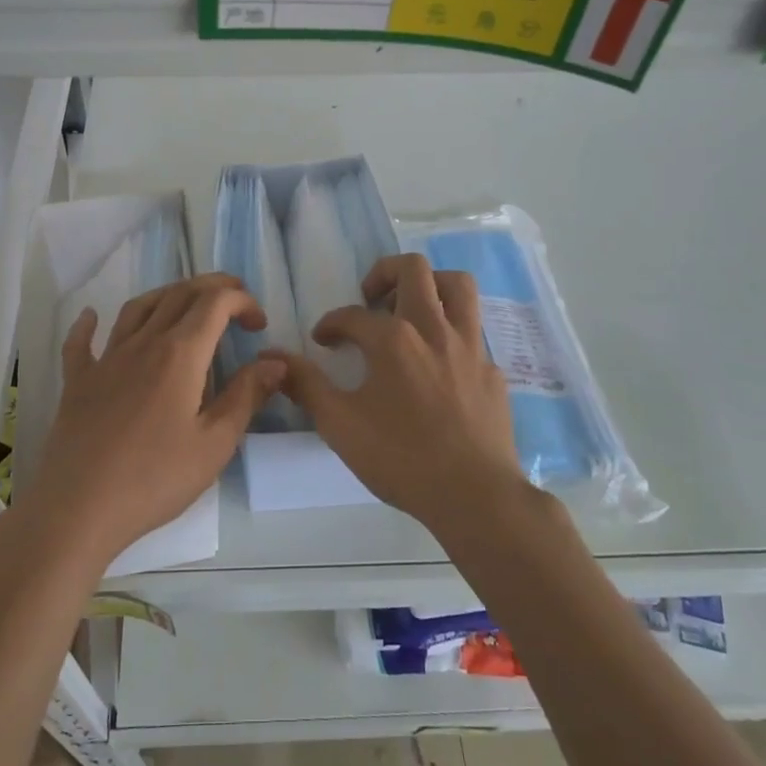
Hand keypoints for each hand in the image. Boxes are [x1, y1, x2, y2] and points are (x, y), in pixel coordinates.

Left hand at [25, 273, 282, 568]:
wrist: (78, 508)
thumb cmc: (155, 479)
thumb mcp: (214, 443)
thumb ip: (246, 396)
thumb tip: (275, 362)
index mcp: (180, 354)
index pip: (215, 303)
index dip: (242, 302)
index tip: (259, 325)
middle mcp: (143, 343)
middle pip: (179, 294)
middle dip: (212, 288)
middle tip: (235, 304)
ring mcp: (106, 360)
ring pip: (138, 307)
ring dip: (167, 295)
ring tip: (186, 304)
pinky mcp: (78, 382)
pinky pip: (81, 342)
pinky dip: (88, 323)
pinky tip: (90, 317)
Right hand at [272, 254, 528, 532]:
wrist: (475, 496)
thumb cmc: (401, 458)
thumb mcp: (340, 424)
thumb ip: (306, 385)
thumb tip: (273, 357)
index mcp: (393, 339)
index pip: (352, 314)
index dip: (331, 324)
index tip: (323, 341)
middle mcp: (433, 329)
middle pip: (413, 268)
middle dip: (384, 273)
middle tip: (370, 300)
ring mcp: (470, 347)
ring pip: (458, 285)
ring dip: (431, 284)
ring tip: (411, 308)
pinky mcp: (492, 370)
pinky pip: (473, 333)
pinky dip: (452, 334)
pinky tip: (440, 364)